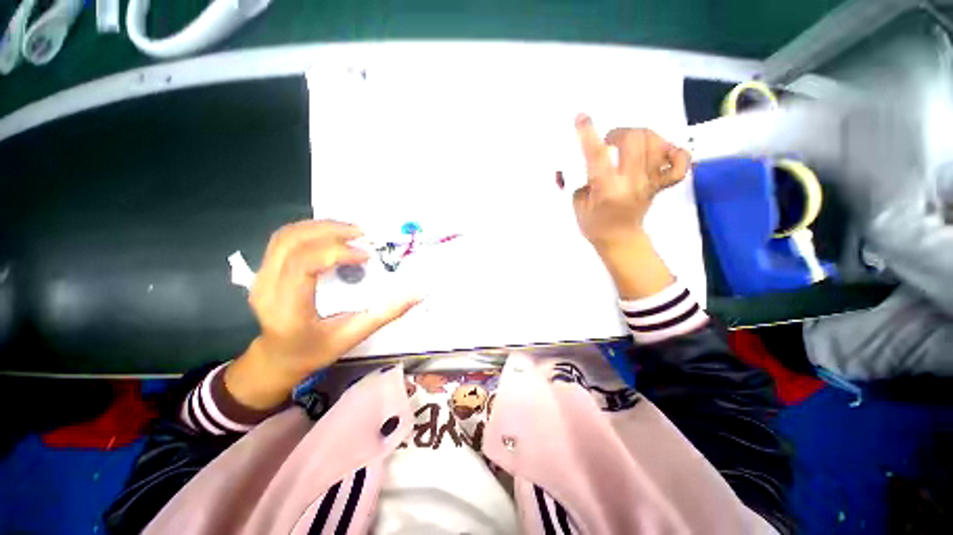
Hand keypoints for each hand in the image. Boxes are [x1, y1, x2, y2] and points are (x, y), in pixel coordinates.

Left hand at [225, 220, 420, 409]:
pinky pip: (284, 239)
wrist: (277, 358)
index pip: (303, 265)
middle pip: (292, 242)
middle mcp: (267, 288)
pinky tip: (332, 236)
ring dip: (320, 226)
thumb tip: (419, 294)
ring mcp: (260, 276)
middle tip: (362, 234)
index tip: (365, 255)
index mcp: (288, 310)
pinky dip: (311, 230)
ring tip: (351, 231)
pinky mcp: (264, 270)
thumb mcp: (354, 335)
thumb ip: (386, 313)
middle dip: (330, 231)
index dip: (336, 252)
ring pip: (286, 236)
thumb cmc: (315, 351)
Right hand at [571, 114, 690, 252]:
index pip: (597, 155)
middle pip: (634, 139)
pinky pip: (678, 164)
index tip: (582, 118)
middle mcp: (631, 182)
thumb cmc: (594, 224)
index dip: (588, 133)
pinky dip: (674, 152)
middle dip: (618, 133)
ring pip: (655, 143)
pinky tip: (661, 150)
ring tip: (627, 144)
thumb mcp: (577, 204)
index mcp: (606, 189)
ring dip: (639, 135)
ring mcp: (649, 182)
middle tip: (608, 142)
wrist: (620, 240)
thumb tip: (569, 164)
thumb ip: (576, 181)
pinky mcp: (659, 184)